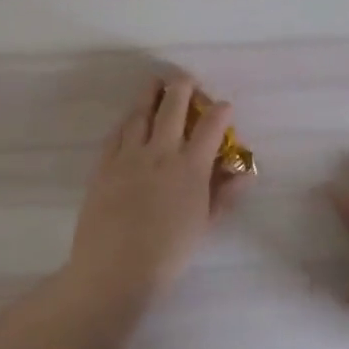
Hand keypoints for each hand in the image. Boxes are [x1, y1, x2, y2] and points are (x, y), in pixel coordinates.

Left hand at [68, 77, 244, 306]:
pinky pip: (117, 133)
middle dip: (182, 88)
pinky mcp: (104, 165)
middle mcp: (160, 152)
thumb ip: (224, 195)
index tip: (224, 106)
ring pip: (140, 113)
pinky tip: (130, 118)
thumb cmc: (167, 254)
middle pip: (172, 107)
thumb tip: (244, 173)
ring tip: (155, 84)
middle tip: (186, 79)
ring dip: (150, 95)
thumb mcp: (204, 225)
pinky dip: (127, 120)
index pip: (210, 127)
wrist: (114, 269)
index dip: (220, 112)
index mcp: (190, 167)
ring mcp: (128, 156)